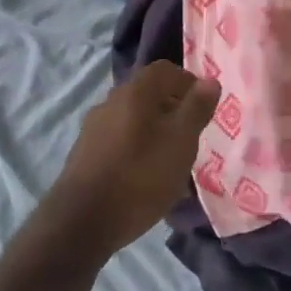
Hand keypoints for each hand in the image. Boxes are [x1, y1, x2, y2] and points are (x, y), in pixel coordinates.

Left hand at [52, 62, 220, 253]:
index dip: (187, 81)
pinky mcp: (84, 153)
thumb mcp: (181, 142)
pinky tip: (146, 177)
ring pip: (133, 119)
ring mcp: (93, 128)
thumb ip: (196, 109)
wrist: (81, 221)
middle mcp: (110, 101)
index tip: (204, 105)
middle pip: (147, 94)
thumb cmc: (140, 176)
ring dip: (154, 131)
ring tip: (171, 160)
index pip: (164, 69)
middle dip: (172, 109)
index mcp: (135, 92)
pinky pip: (119, 140)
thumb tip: (209, 81)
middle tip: (191, 134)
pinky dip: (137, 149)